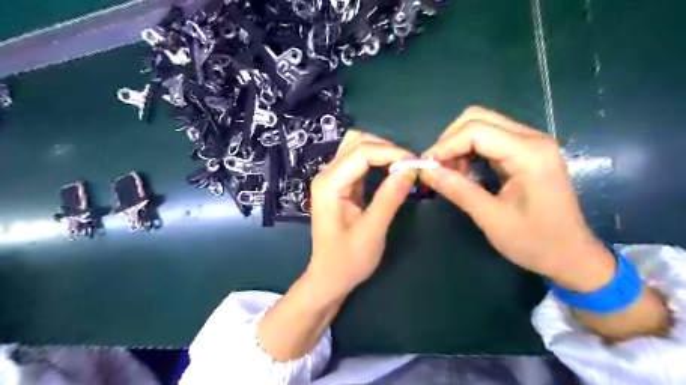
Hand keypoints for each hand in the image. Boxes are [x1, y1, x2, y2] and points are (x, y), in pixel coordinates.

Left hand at [308, 129, 415, 297]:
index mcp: (329, 184)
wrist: (329, 277)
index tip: (415, 163)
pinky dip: (377, 160)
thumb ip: (389, 198)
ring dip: (381, 151)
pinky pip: (358, 162)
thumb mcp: (372, 231)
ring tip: (403, 166)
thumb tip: (410, 169)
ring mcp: (332, 178)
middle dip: (386, 148)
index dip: (391, 153)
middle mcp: (327, 175)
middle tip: (410, 165)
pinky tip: (391, 169)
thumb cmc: (348, 260)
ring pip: (357, 147)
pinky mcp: (340, 185)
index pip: (361, 153)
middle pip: (357, 143)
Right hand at [421, 107, 613, 289]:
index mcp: (528, 153)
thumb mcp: (490, 217)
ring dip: (458, 146)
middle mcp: (531, 139)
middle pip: (478, 118)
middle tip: (437, 169)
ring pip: (481, 126)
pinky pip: (489, 140)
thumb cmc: (534, 241)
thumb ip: (456, 189)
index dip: (444, 146)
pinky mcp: (525, 152)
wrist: (571, 256)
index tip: (425, 167)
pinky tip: (466, 174)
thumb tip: (424, 170)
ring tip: (451, 175)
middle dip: (450, 141)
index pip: (475, 130)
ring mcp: (530, 144)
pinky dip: (469, 152)